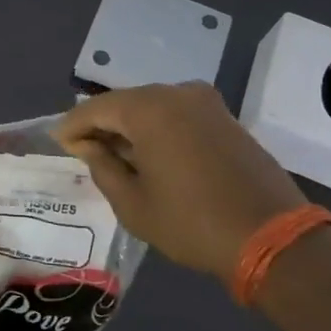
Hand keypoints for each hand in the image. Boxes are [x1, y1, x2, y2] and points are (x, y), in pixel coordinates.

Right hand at [53, 82, 307, 281]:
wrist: (273, 237)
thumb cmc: (192, 222)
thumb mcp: (134, 204)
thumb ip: (103, 167)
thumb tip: (90, 146)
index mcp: (149, 108)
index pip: (96, 108)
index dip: (72, 125)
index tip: (57, 143)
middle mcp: (176, 93)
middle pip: (125, 103)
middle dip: (102, 124)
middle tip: (83, 150)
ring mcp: (206, 103)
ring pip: (153, 107)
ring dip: (131, 127)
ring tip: (115, 156)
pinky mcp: (226, 118)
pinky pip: (178, 115)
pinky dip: (158, 130)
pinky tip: (151, 155)